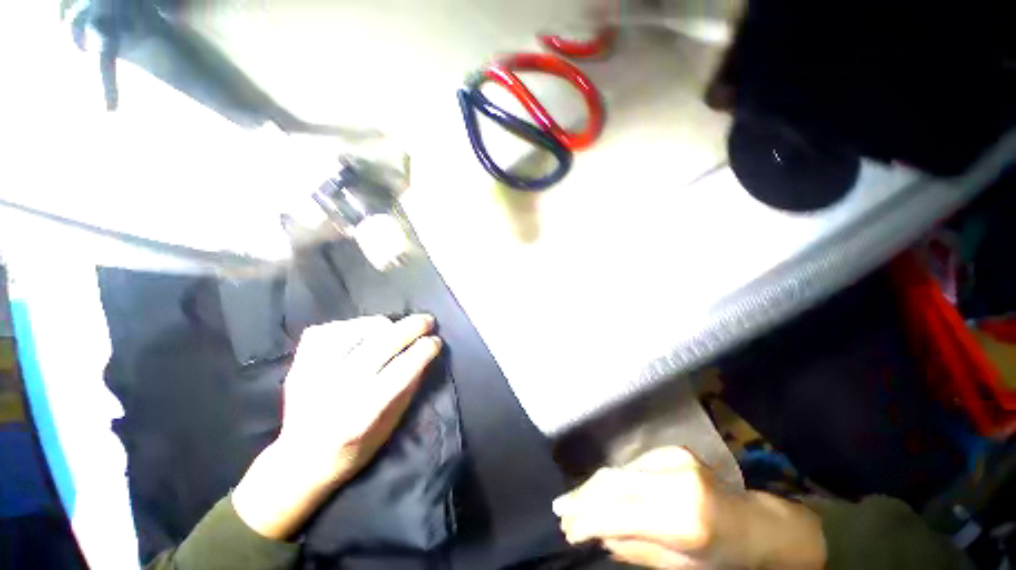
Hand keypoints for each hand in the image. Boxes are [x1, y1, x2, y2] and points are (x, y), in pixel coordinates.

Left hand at [233, 314, 440, 539]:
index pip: (403, 369)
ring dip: (383, 324)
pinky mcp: (299, 364)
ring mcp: (313, 374)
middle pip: (383, 343)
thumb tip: (425, 355)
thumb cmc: (353, 450)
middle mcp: (337, 390)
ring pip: (357, 330)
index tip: (436, 341)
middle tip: (427, 320)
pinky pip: (329, 329)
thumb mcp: (389, 428)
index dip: (425, 349)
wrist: (300, 462)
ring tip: (393, 328)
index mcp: (363, 414)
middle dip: (412, 326)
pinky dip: (350, 325)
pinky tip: (361, 332)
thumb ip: (408, 389)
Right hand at [553, 447, 825, 569]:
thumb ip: (634, 548)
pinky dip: (614, 480)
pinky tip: (602, 491)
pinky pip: (633, 465)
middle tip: (560, 510)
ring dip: (594, 487)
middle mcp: (677, 479)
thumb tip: (596, 533)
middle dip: (583, 497)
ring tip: (573, 501)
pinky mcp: (672, 449)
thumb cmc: (724, 556)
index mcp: (685, 518)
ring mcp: (675, 458)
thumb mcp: (680, 567)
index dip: (588, 519)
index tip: (566, 529)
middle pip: (614, 482)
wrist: (757, 523)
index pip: (621, 514)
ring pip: (620, 470)